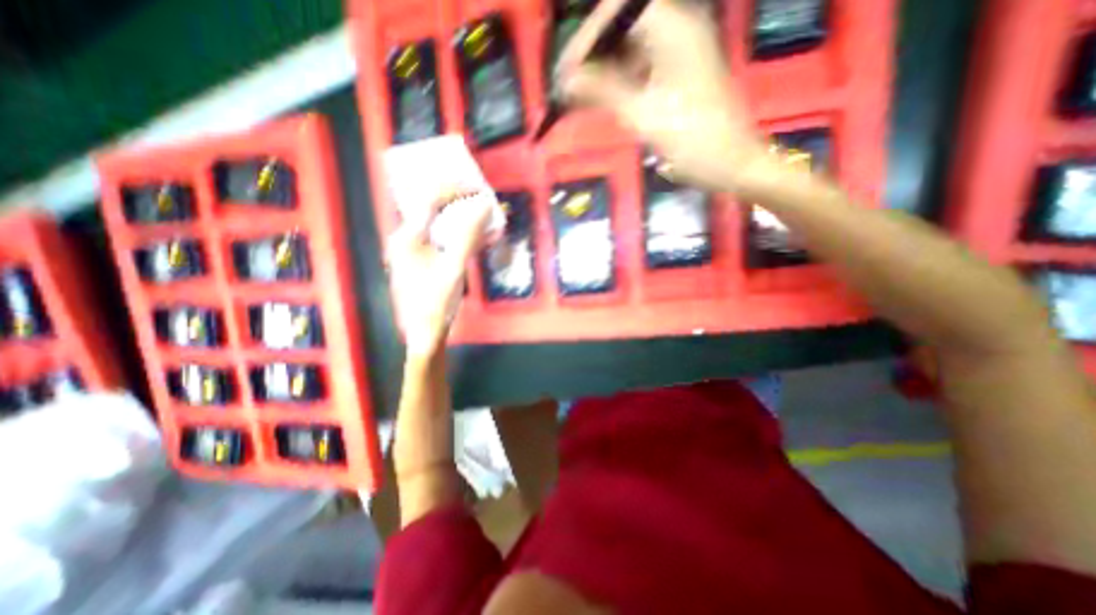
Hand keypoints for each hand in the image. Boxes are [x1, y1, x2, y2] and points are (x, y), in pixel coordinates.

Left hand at [382, 190, 488, 357]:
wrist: (425, 332)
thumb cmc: (436, 302)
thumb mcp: (454, 268)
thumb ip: (468, 235)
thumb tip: (483, 205)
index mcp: (408, 237)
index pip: (430, 200)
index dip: (454, 189)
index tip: (477, 186)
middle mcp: (406, 238)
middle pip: (430, 207)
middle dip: (456, 198)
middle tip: (478, 195)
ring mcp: (412, 249)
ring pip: (436, 222)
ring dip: (459, 215)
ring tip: (479, 212)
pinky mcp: (421, 260)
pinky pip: (440, 237)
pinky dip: (457, 233)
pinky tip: (474, 236)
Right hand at [560, 0, 763, 188]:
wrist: (730, 164)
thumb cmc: (691, 141)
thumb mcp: (642, 116)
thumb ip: (602, 91)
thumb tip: (566, 78)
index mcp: (672, 29)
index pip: (618, 8)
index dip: (587, 35)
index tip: (567, 68)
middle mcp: (676, 30)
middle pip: (623, 25)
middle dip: (592, 52)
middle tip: (568, 84)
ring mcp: (678, 52)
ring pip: (629, 47)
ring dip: (603, 68)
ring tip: (579, 94)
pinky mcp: (677, 74)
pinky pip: (640, 67)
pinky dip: (618, 80)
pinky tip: (602, 99)